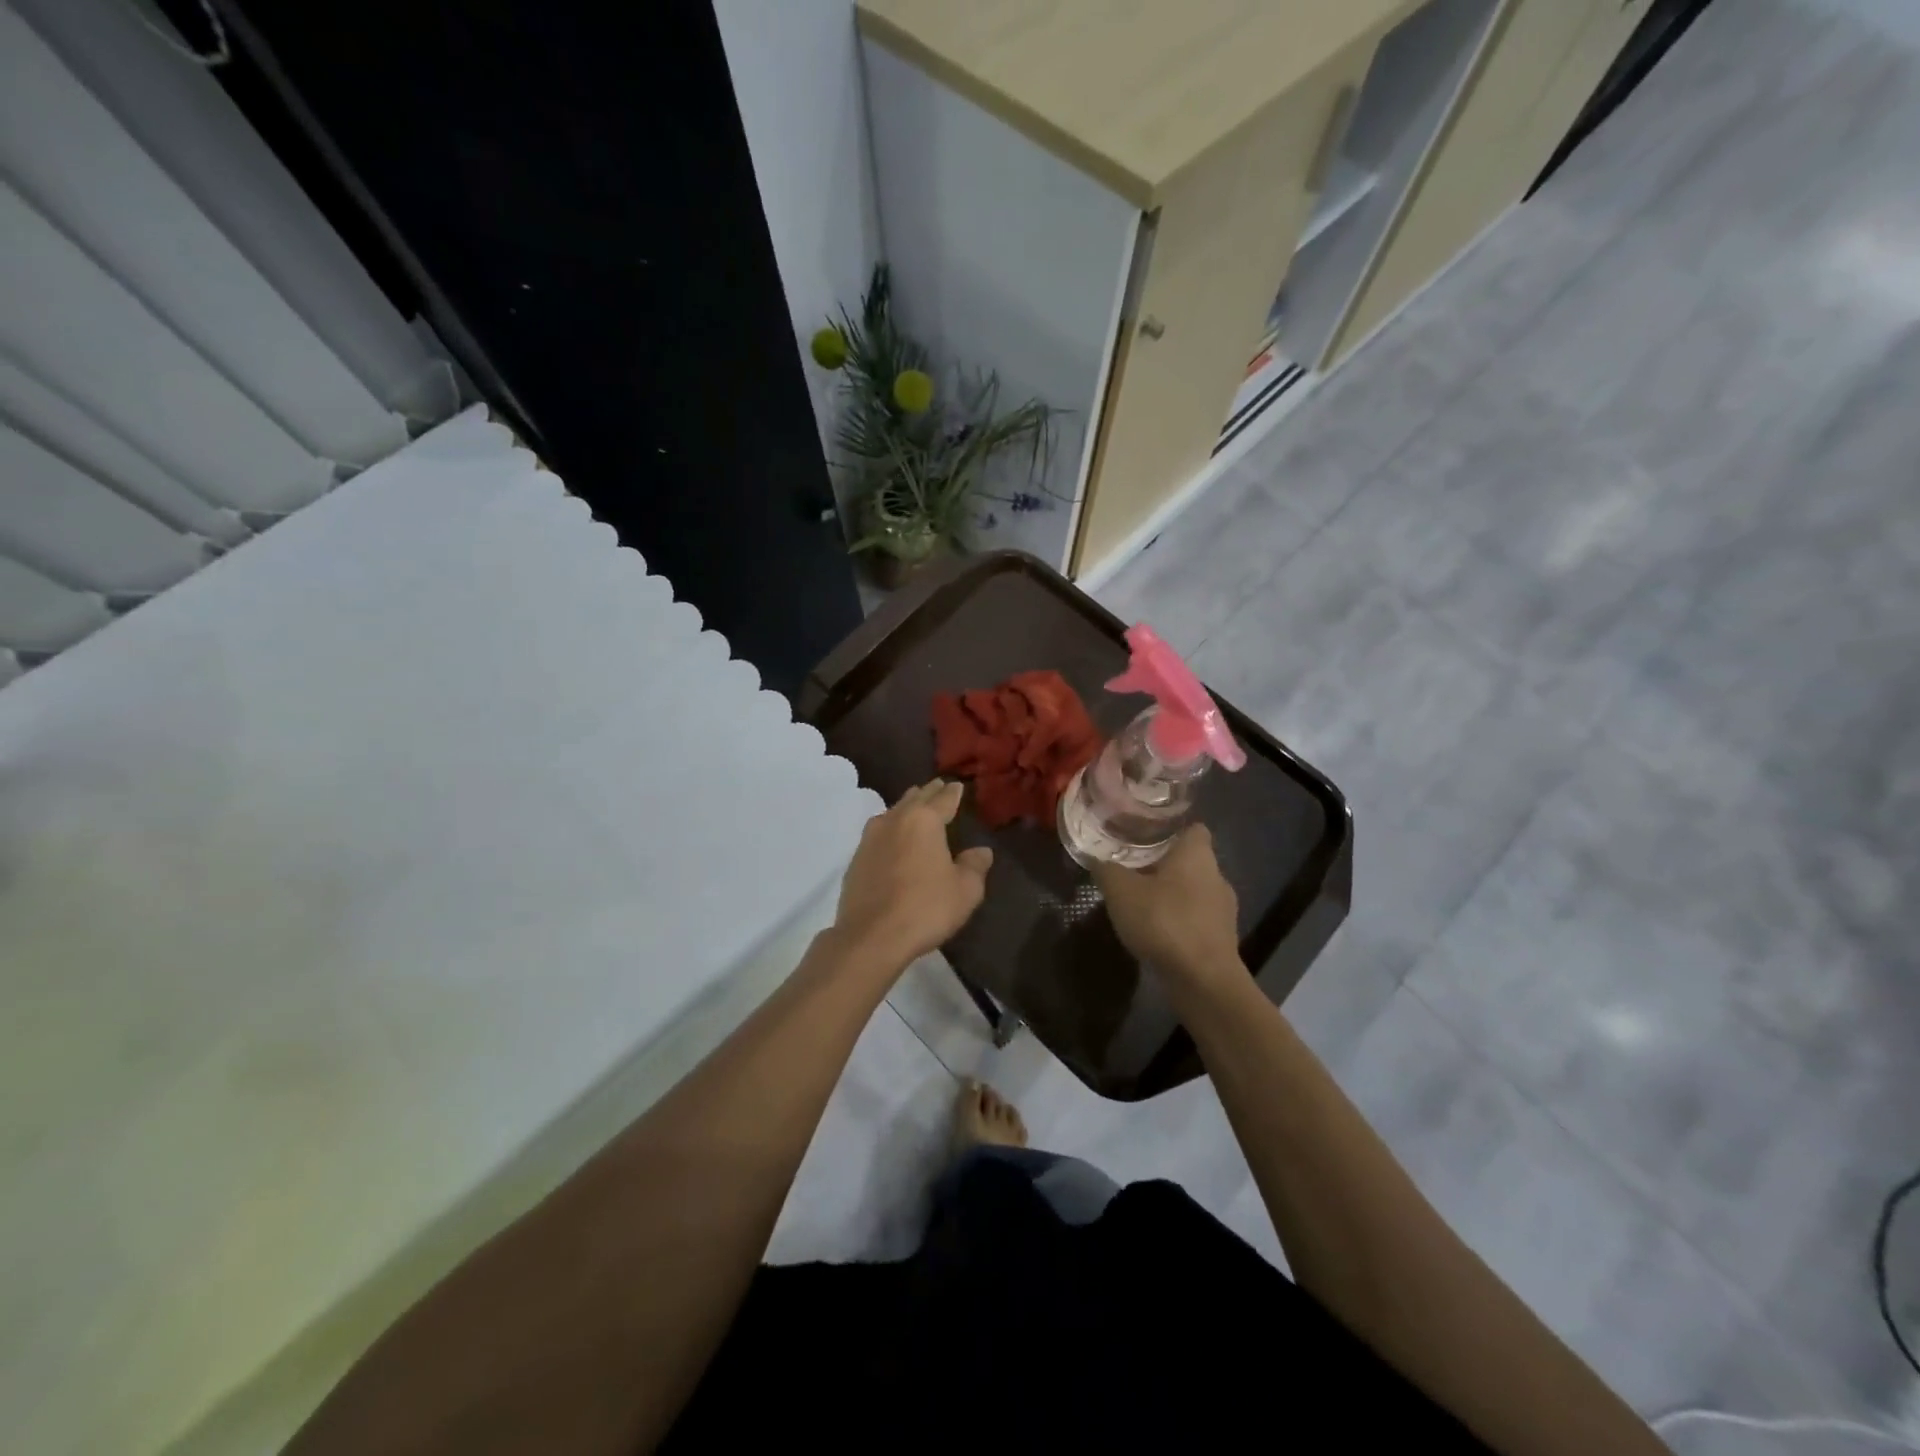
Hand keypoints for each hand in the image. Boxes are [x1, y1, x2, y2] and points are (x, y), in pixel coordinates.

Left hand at [832, 780, 993, 972]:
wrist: (871, 937)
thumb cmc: (925, 908)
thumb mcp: (965, 890)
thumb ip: (975, 866)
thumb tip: (981, 851)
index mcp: (924, 820)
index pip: (943, 799)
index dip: (952, 792)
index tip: (957, 785)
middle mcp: (895, 820)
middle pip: (915, 799)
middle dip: (928, 793)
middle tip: (938, 786)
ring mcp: (871, 838)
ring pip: (893, 812)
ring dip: (906, 807)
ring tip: (914, 806)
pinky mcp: (857, 858)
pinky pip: (878, 832)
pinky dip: (890, 828)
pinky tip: (893, 837)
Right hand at [1093, 826, 1240, 984]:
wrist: (1203, 980)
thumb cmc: (1164, 921)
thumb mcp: (1121, 891)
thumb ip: (1106, 869)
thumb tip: (1094, 856)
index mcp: (1197, 855)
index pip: (1193, 828)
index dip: (1171, 829)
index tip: (1145, 834)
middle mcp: (1217, 876)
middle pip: (1191, 861)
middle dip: (1165, 864)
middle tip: (1133, 868)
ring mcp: (1224, 910)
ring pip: (1194, 891)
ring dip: (1172, 895)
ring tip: (1141, 902)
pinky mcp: (1222, 939)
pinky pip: (1197, 919)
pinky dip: (1179, 920)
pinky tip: (1156, 931)